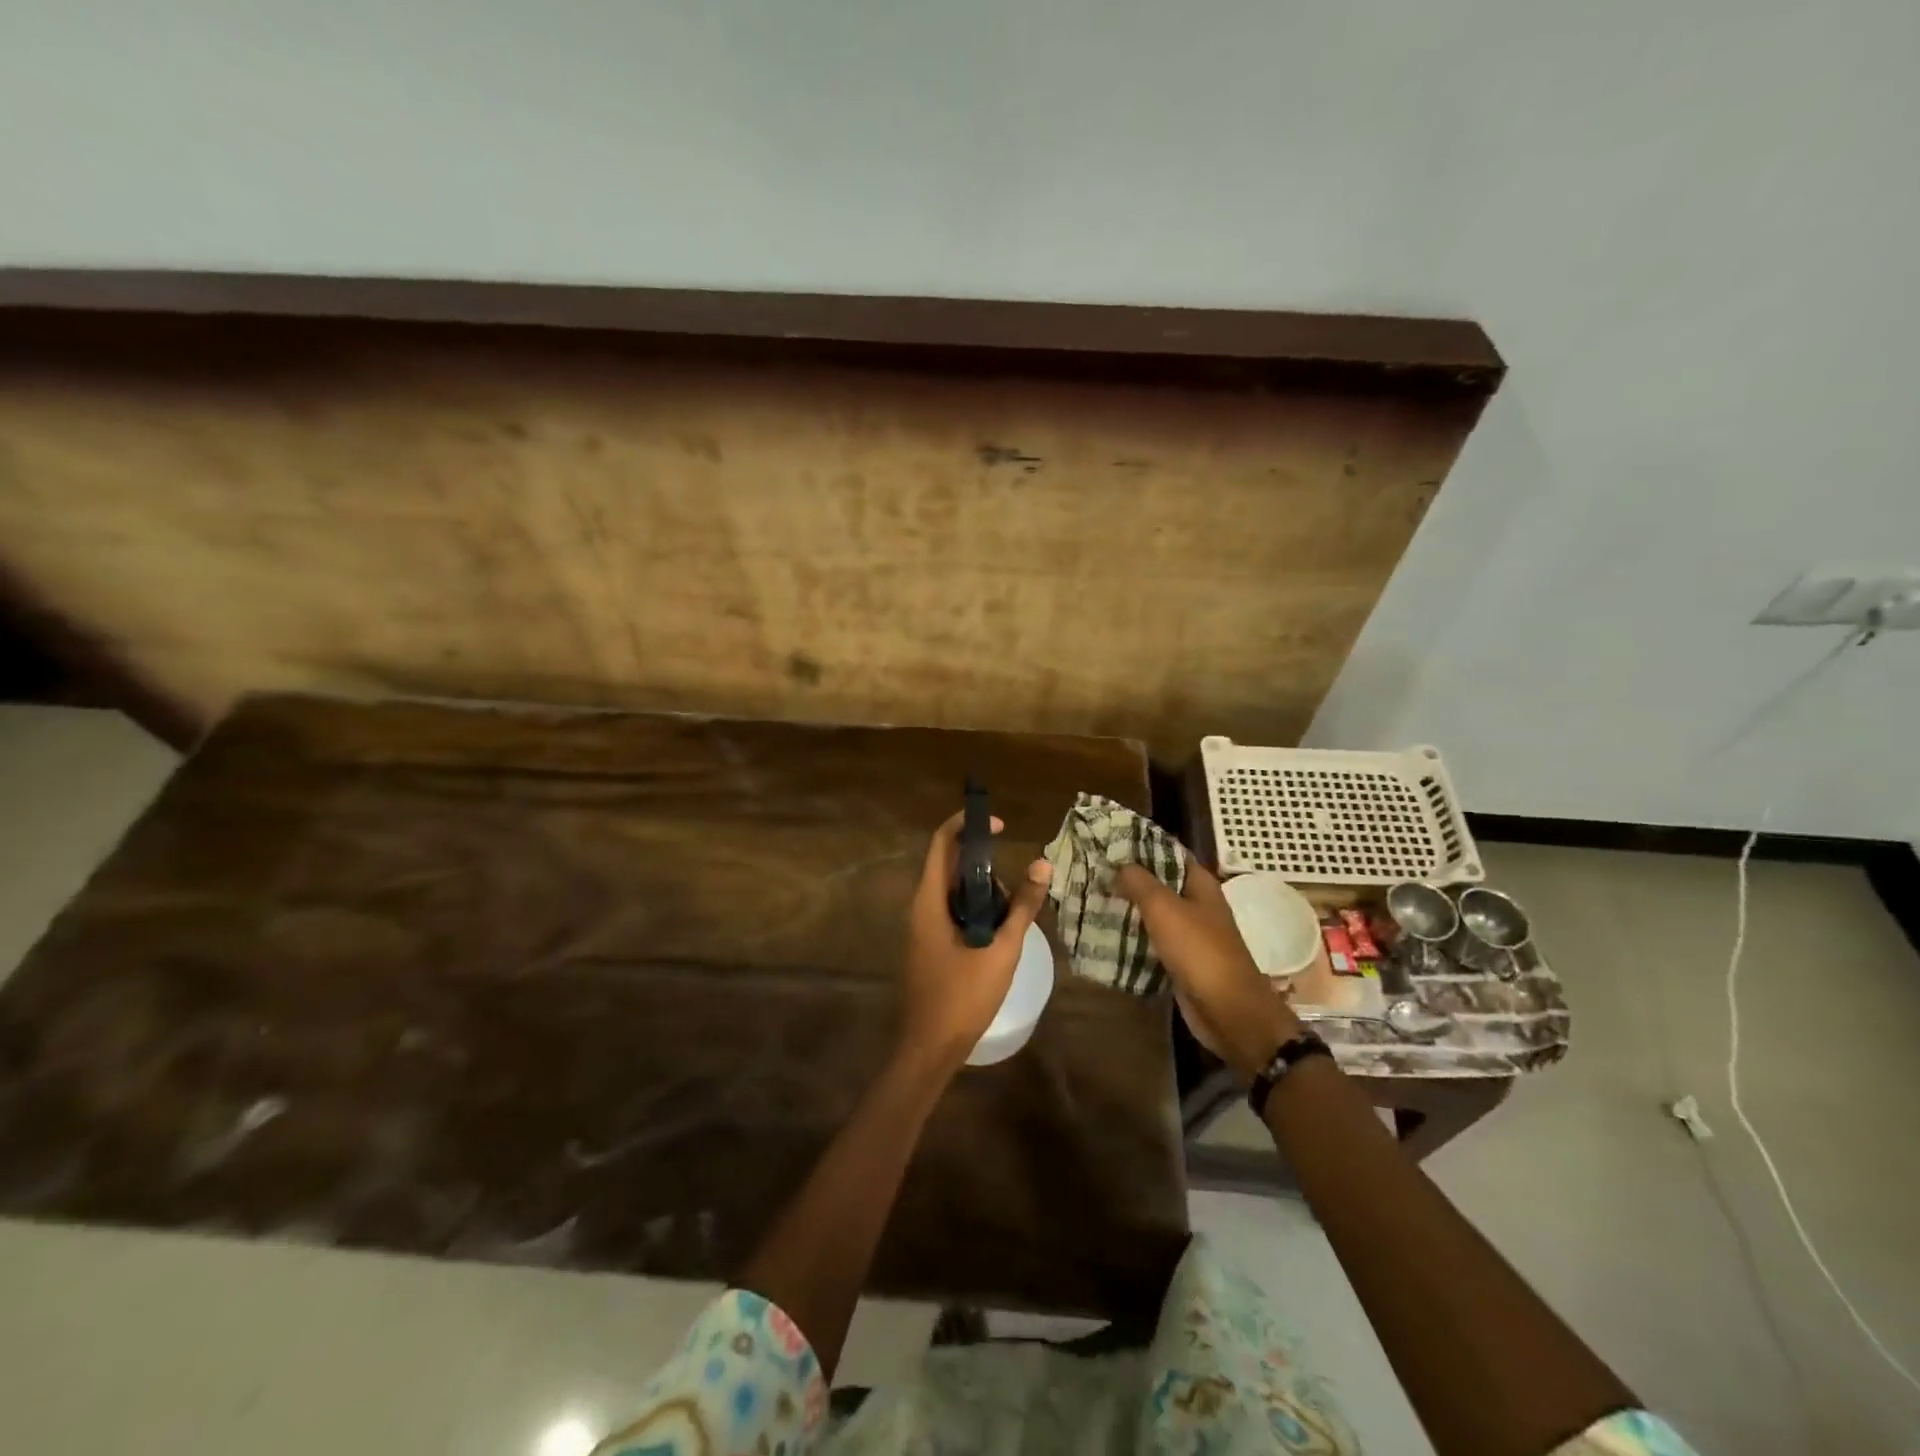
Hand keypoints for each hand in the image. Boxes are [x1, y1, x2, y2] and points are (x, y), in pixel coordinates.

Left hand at [899, 811, 1051, 1075]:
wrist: (929, 1048)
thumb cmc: (963, 997)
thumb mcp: (1001, 950)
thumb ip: (1022, 907)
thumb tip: (1043, 866)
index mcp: (929, 901)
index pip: (941, 843)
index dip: (967, 824)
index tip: (1000, 825)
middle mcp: (920, 907)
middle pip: (948, 865)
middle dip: (982, 862)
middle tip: (1015, 878)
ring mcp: (922, 928)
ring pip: (951, 892)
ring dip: (981, 889)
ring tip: (1013, 907)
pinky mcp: (929, 946)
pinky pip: (951, 913)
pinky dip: (975, 910)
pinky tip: (999, 930)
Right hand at [1114, 858, 1301, 1082]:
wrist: (1227, 1010)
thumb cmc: (1199, 951)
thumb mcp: (1164, 908)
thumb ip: (1140, 882)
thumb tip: (1119, 865)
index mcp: (1200, 883)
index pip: (1168, 851)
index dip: (1140, 845)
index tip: (1107, 841)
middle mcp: (1197, 903)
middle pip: (1159, 882)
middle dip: (1129, 877)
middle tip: (1093, 871)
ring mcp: (1191, 932)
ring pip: (1154, 912)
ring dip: (1129, 906)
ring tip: (1093, 898)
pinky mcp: (1182, 959)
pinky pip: (1153, 939)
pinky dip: (1134, 935)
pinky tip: (1107, 932)